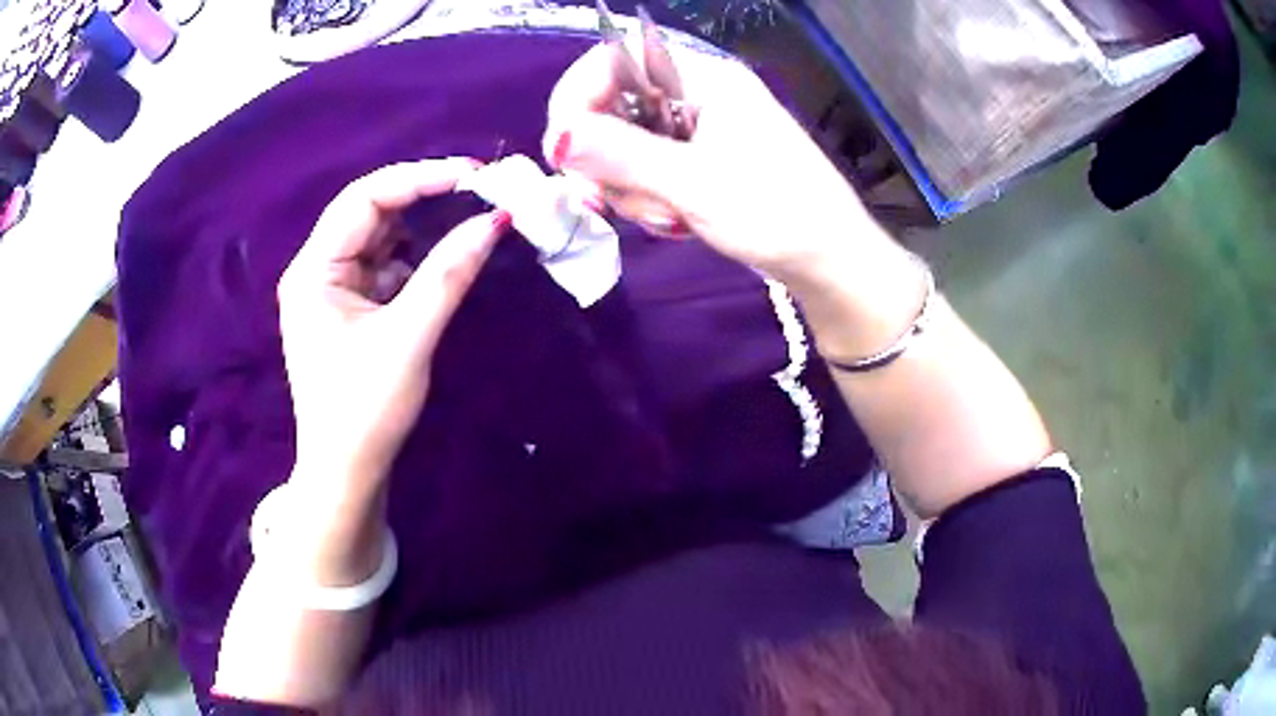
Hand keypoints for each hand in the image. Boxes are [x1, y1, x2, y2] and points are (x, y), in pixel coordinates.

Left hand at [278, 159, 509, 493]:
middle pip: (370, 213)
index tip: (472, 174)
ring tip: (467, 225)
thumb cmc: (366, 410)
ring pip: (380, 238)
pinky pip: (383, 267)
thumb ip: (449, 274)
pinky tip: (440, 268)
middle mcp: (316, 270)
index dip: (419, 178)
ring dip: (421, 231)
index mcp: (313, 271)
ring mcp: (330, 289)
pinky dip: (414, 262)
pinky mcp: (347, 308)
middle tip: (478, 194)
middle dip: (422, 200)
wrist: (347, 472)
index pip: (364, 199)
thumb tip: (495, 221)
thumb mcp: (409, 338)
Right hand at [542, 43, 882, 289]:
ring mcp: (698, 128)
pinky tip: (676, 221)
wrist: (830, 261)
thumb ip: (622, 155)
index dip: (577, 99)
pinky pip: (648, 169)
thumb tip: (557, 136)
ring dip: (631, 188)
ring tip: (669, 218)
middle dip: (607, 160)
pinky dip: (649, 198)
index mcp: (703, 78)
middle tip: (614, 203)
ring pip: (625, 145)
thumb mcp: (695, 184)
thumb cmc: (777, 213)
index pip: (614, 60)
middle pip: (613, 106)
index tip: (563, 153)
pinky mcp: (700, 160)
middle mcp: (696, 94)